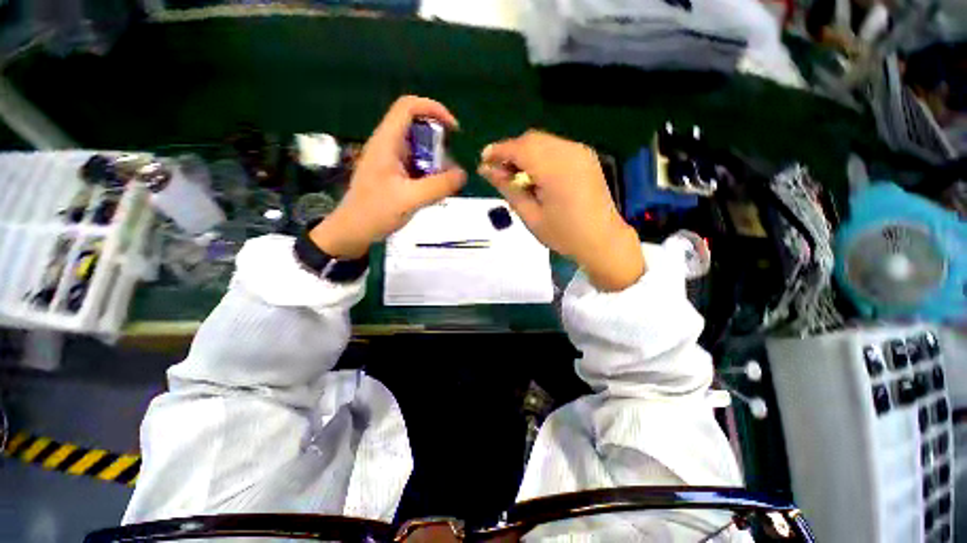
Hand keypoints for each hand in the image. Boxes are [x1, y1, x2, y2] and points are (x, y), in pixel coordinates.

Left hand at [310, 96, 466, 258]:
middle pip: (416, 128)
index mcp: (386, 142)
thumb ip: (438, 186)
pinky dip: (429, 173)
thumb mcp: (410, 199)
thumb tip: (463, 174)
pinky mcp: (393, 174)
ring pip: (418, 149)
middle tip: (451, 165)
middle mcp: (387, 145)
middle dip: (439, 142)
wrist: (352, 232)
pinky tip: (435, 191)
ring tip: (445, 183)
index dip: (433, 109)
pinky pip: (416, 165)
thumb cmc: (375, 213)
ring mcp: (390, 160)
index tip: (454, 130)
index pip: (408, 107)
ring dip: (436, 161)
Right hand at [479, 130, 644, 291]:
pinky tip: (535, 175)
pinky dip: (540, 156)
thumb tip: (486, 170)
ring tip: (515, 176)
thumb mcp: (530, 216)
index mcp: (555, 168)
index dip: (498, 151)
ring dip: (525, 153)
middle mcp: (569, 151)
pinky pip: (556, 148)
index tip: (482, 160)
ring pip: (543, 142)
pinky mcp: (586, 157)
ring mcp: (581, 152)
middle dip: (511, 151)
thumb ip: (508, 189)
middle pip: (531, 139)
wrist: (603, 241)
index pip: (519, 148)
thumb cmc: (564, 235)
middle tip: (498, 172)